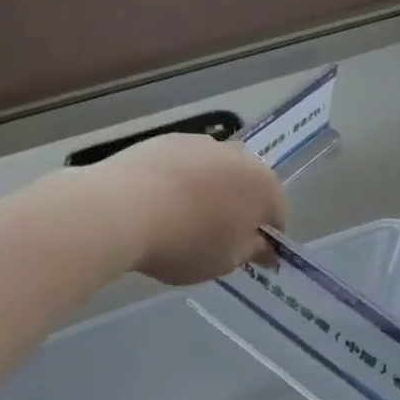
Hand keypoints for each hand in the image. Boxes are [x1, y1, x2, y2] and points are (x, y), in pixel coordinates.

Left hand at [94, 134, 286, 285]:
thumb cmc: (186, 241)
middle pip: (248, 185)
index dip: (265, 238)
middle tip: (215, 238)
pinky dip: (180, 180)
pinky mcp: (167, 139)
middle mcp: (239, 155)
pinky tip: (158, 203)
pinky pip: (184, 165)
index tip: (247, 256)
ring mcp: (201, 142)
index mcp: (263, 185)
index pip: (277, 213)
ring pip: (215, 172)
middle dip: (239, 208)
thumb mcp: (226, 260)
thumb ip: (253, 251)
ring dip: (209, 191)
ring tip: (181, 220)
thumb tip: (267, 249)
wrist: (122, 207)